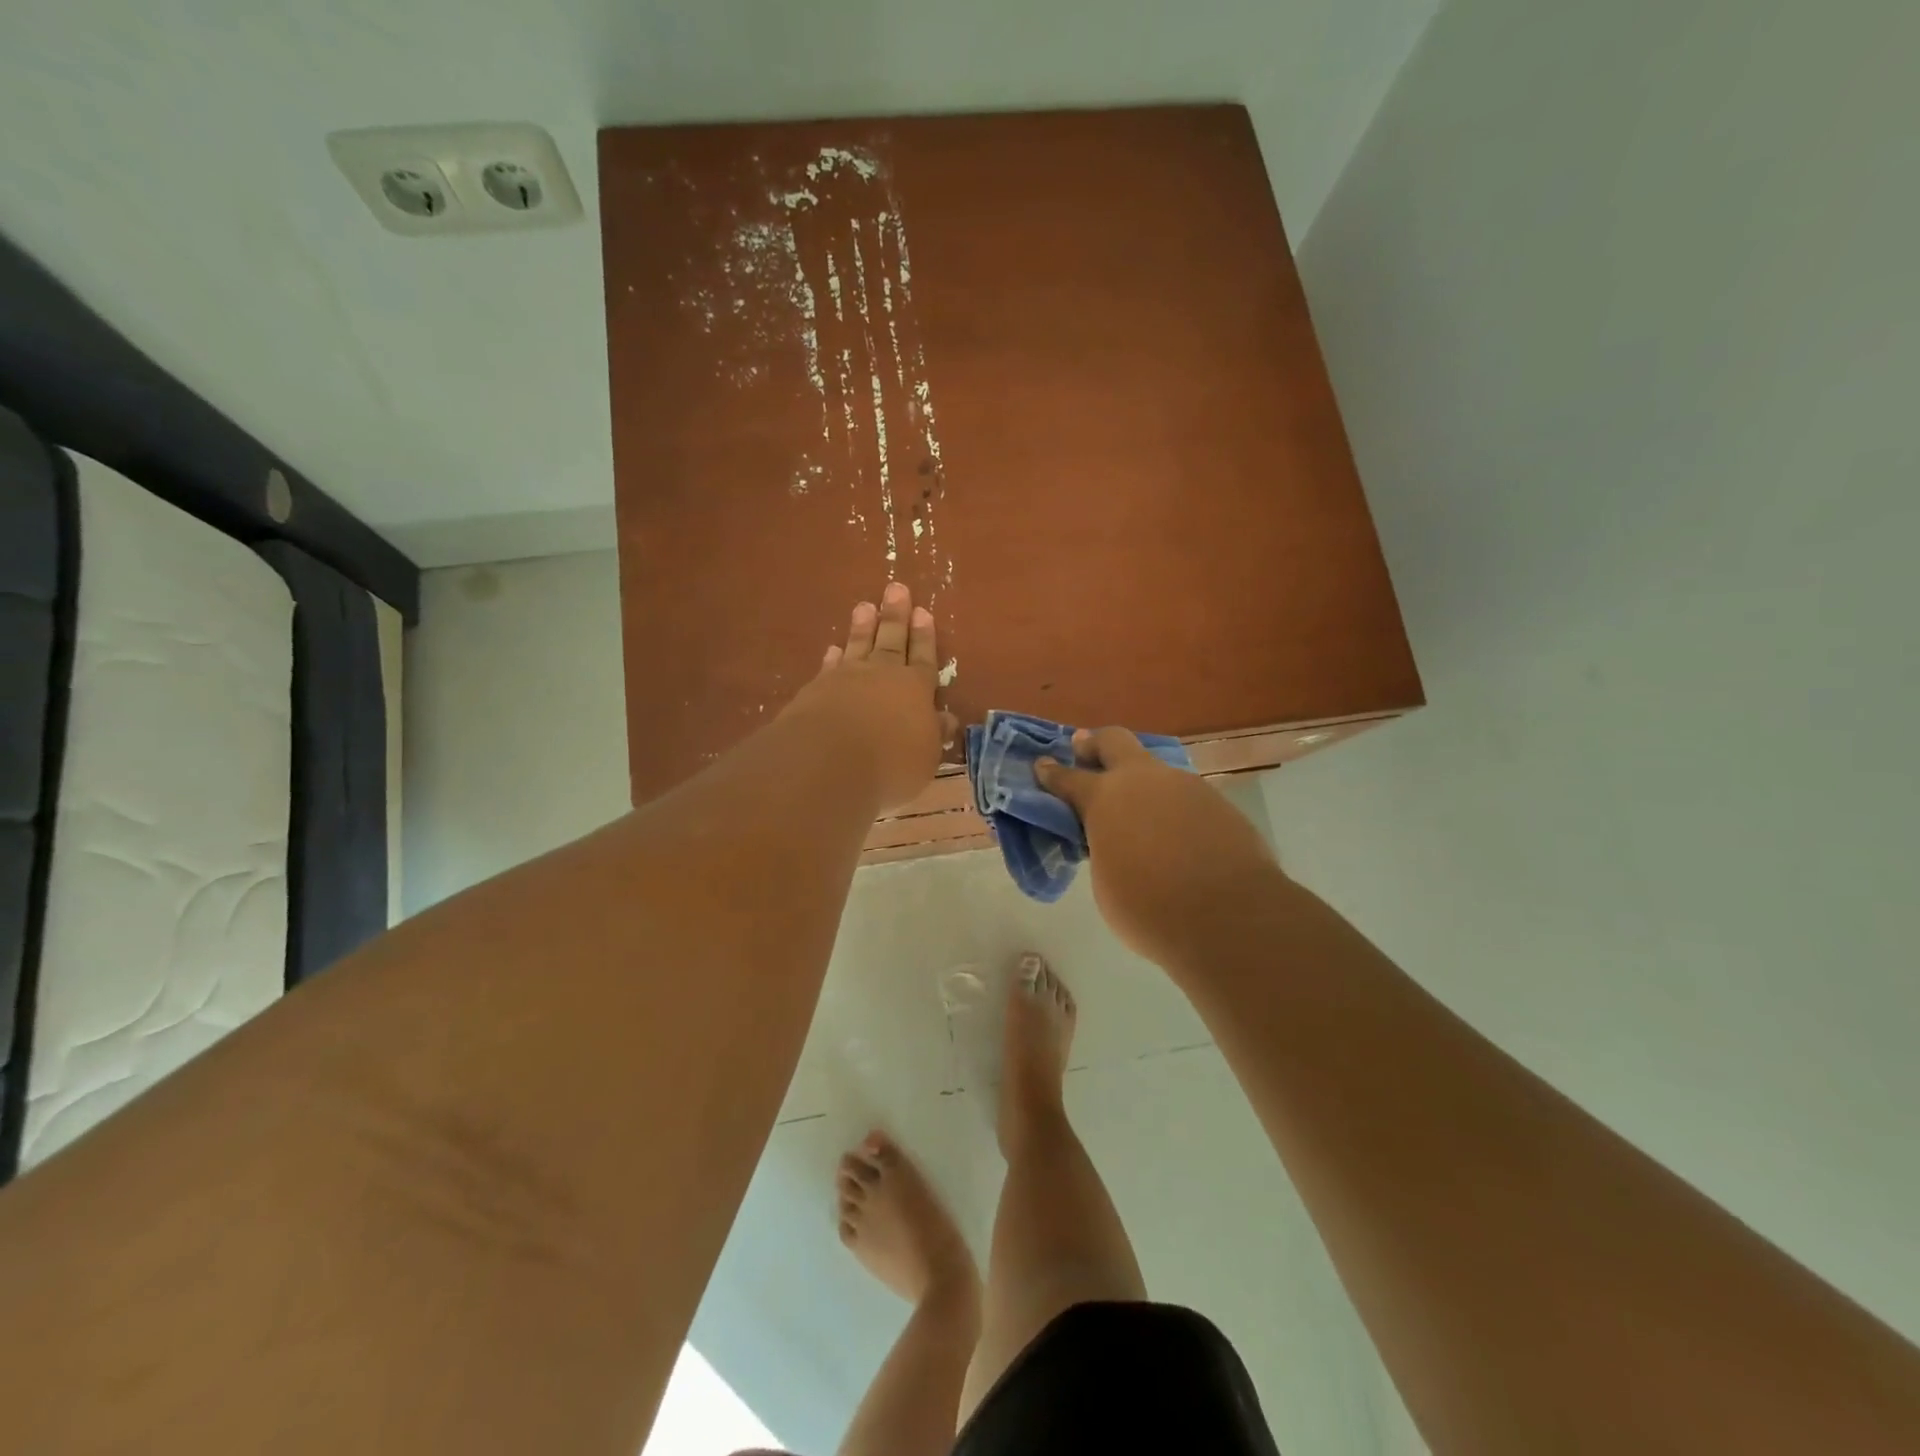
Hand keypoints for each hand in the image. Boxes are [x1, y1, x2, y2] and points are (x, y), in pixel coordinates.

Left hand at [783, 582, 952, 813]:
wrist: (829, 760)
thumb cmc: (891, 762)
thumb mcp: (926, 756)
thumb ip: (934, 734)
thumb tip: (946, 719)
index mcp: (915, 689)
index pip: (923, 658)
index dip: (924, 637)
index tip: (923, 612)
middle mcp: (882, 676)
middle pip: (891, 641)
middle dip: (895, 616)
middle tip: (895, 588)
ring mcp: (846, 680)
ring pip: (858, 646)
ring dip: (863, 627)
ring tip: (865, 606)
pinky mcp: (815, 691)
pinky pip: (829, 667)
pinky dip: (833, 658)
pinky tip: (833, 650)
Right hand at [1035, 728, 1279, 966]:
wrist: (1228, 917)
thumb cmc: (1149, 908)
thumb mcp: (1105, 879)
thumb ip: (1103, 846)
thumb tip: (1114, 839)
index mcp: (1104, 797)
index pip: (1068, 777)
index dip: (1052, 773)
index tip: (1042, 767)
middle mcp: (1144, 780)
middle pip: (1114, 741)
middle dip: (1095, 745)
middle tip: (1084, 752)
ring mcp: (1186, 786)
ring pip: (1155, 770)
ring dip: (1140, 783)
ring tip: (1138, 813)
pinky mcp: (1218, 804)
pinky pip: (1184, 797)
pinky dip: (1171, 808)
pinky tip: (1176, 836)